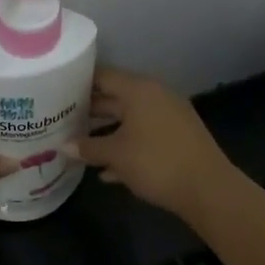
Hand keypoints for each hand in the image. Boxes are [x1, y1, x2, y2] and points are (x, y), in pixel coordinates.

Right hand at [69, 67, 238, 222]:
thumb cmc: (156, 162)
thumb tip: (64, 146)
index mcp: (139, 90)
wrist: (207, 189)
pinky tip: (106, 171)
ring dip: (106, 132)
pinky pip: (144, 136)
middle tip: (61, 120)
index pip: (103, 76)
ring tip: (78, 145)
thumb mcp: (116, 155)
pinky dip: (126, 147)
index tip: (56, 92)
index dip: (78, 83)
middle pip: (115, 98)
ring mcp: (169, 117)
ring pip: (129, 119)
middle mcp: (155, 96)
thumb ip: (88, 148)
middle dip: (89, 111)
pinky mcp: (177, 138)